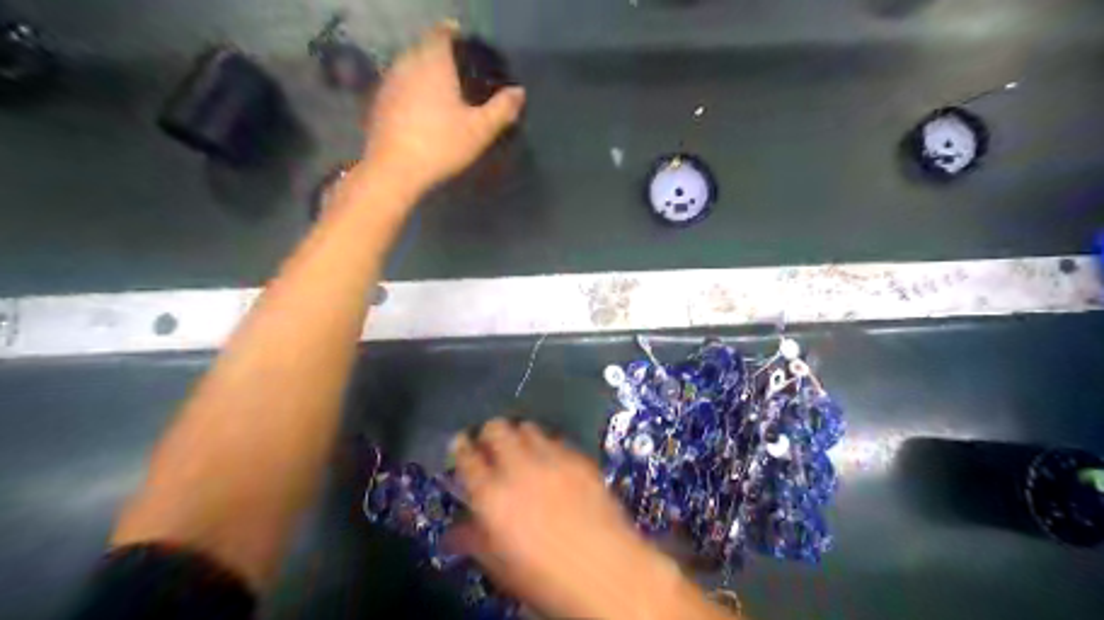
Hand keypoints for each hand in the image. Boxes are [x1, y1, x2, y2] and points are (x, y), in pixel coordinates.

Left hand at [364, 22, 525, 194]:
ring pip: (408, 66)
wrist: (394, 170)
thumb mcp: (479, 130)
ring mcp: (389, 83)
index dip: (453, 34)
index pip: (441, 33)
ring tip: (440, 87)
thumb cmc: (441, 145)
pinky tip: (420, 108)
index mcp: (433, 63)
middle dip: (439, 52)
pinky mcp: (379, 103)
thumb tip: (519, 92)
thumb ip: (501, 109)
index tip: (463, 41)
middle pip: (423, 47)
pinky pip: (398, 85)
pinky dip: (410, 89)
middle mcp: (407, 64)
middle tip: (457, 67)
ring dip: (423, 71)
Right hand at [445, 418, 686, 616]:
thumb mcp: (502, 567)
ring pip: (527, 427)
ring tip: (522, 449)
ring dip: (519, 435)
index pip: (466, 457)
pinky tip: (552, 461)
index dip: (460, 447)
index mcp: (492, 496)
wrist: (607, 571)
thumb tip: (455, 533)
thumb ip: (476, 540)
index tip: (460, 445)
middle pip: (496, 429)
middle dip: (490, 432)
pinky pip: (556, 439)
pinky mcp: (578, 458)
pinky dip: (548, 445)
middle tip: (491, 444)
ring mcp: (551, 459)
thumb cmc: (547, 579)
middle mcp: (518, 468)